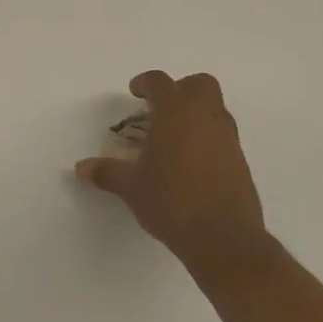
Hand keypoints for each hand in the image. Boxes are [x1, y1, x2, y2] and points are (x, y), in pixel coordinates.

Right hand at [76, 71, 275, 283]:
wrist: (223, 239)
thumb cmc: (172, 202)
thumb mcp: (132, 188)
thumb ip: (107, 172)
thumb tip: (82, 168)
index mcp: (175, 113)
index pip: (160, 82)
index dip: (145, 83)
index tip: (135, 93)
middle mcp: (205, 117)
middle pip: (199, 84)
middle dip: (180, 89)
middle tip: (161, 109)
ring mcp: (227, 138)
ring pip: (215, 108)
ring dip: (196, 113)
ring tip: (174, 138)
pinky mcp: (240, 160)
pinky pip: (223, 134)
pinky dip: (208, 137)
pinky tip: (191, 163)